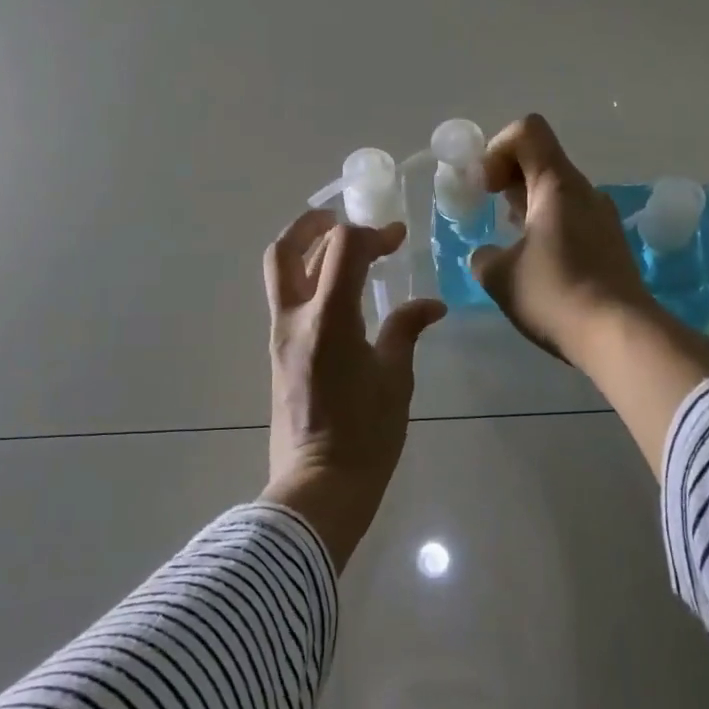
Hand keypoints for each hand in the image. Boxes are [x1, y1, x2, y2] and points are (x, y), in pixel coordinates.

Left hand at [261, 208, 445, 570]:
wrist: (318, 488)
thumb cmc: (365, 435)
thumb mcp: (395, 379)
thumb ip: (406, 330)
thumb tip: (430, 305)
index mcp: (329, 319)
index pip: (342, 248)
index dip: (372, 233)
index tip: (398, 239)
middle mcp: (295, 319)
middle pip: (285, 250)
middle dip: (311, 225)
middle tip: (341, 220)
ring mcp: (281, 337)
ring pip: (281, 274)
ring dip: (308, 251)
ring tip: (345, 250)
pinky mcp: (279, 355)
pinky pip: (288, 300)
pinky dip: (309, 281)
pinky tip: (340, 292)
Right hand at [470, 114, 708, 474]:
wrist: (620, 335)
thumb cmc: (555, 295)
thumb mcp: (500, 277)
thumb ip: (483, 256)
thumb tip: (487, 254)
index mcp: (557, 184)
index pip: (527, 131)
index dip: (496, 149)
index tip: (484, 188)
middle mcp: (584, 191)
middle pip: (541, 159)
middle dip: (507, 178)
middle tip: (489, 212)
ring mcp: (602, 217)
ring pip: (557, 191)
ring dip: (527, 205)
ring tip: (511, 243)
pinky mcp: (611, 243)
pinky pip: (572, 217)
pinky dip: (548, 226)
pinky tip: (538, 264)